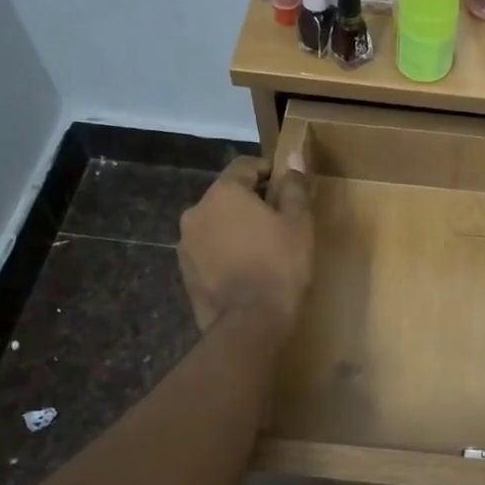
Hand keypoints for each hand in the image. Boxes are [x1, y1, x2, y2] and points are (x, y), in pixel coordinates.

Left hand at [178, 155, 313, 338]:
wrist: (249, 324)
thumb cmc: (280, 266)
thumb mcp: (299, 223)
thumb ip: (294, 187)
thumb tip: (294, 160)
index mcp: (224, 193)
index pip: (245, 165)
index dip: (268, 170)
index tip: (287, 186)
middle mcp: (197, 211)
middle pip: (228, 194)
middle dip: (251, 201)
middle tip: (280, 220)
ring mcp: (186, 242)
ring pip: (216, 222)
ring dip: (235, 227)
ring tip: (262, 248)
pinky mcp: (185, 270)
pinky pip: (208, 249)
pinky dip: (225, 250)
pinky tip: (245, 269)